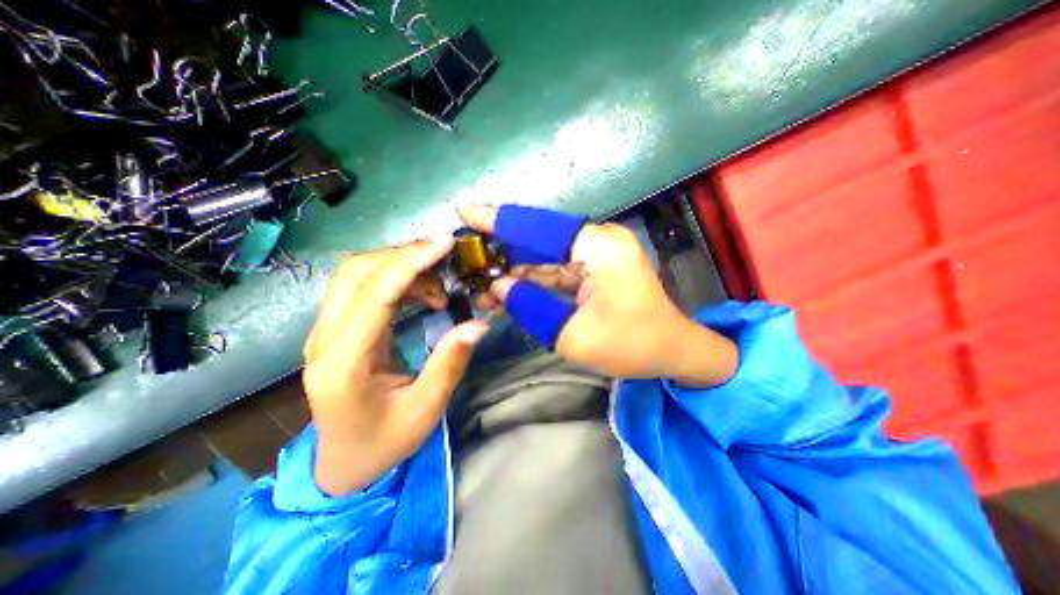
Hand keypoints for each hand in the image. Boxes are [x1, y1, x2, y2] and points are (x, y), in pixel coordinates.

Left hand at [303, 238, 491, 495]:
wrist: (343, 462)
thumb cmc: (383, 442)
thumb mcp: (425, 409)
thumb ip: (449, 363)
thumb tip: (478, 324)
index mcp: (344, 363)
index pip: (374, 294)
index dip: (410, 262)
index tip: (445, 244)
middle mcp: (325, 338)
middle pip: (356, 271)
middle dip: (405, 255)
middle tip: (446, 259)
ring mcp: (326, 331)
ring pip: (357, 273)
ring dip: (401, 265)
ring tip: (440, 284)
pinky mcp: (337, 329)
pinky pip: (364, 287)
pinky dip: (398, 279)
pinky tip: (425, 294)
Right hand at [457, 206, 738, 388]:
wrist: (673, 352)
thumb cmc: (631, 345)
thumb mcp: (574, 335)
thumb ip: (531, 306)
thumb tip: (499, 286)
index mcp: (598, 247)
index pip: (538, 227)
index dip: (499, 220)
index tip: (464, 213)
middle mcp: (597, 241)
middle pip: (538, 240)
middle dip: (501, 252)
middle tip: (465, 260)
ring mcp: (597, 254)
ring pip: (544, 258)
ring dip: (513, 272)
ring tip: (479, 286)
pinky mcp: (595, 268)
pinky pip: (556, 271)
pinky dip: (531, 282)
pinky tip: (505, 293)